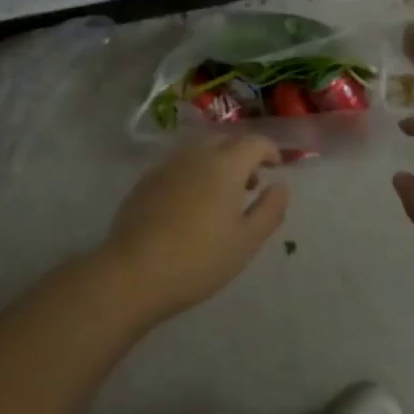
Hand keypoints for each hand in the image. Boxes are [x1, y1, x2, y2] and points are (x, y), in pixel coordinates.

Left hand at [101, 133, 288, 320]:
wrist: (133, 272)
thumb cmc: (199, 259)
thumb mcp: (246, 241)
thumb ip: (269, 210)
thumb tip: (281, 186)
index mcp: (225, 165)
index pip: (254, 142)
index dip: (269, 150)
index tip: (276, 166)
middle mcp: (196, 155)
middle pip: (226, 141)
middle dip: (243, 155)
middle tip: (251, 183)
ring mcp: (168, 164)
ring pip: (200, 151)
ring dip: (217, 163)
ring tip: (221, 196)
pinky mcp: (146, 180)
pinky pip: (179, 166)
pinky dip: (193, 174)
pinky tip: (190, 204)